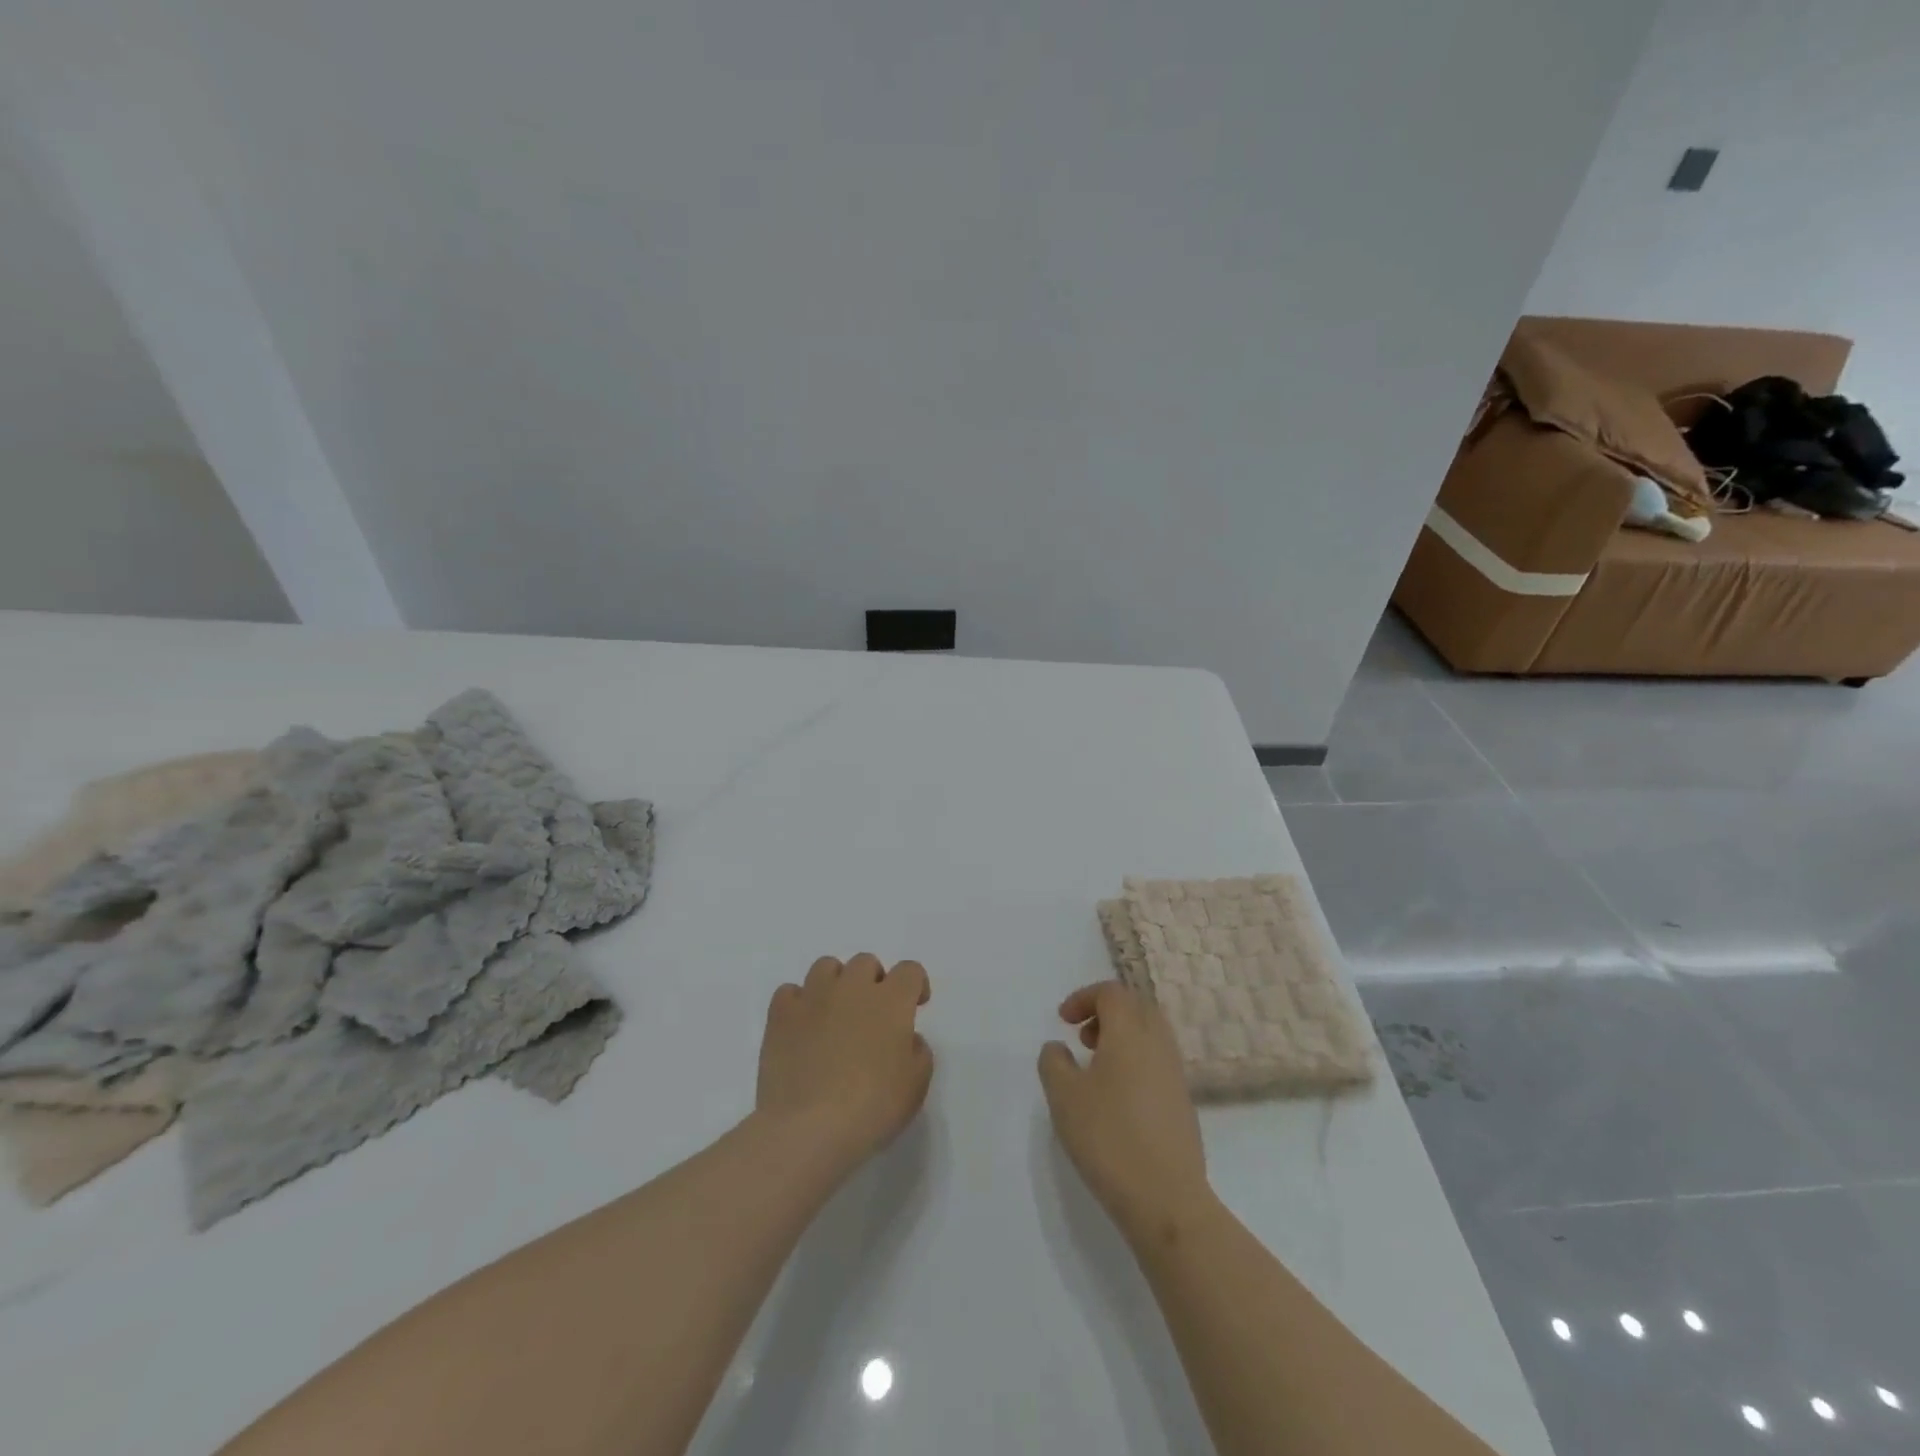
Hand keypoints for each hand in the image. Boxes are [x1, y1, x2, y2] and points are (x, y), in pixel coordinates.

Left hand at [756, 954, 933, 1181]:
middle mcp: (852, 987)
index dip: (916, 984)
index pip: (909, 970)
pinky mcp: (780, 1015)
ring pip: (826, 966)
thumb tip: (906, 1039)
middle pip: (866, 963)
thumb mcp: (916, 1085)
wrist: (809, 1128)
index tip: (915, 1006)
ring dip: (836, 984)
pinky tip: (802, 1026)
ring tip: (835, 1014)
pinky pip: (789, 992)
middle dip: (874, 982)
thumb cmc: (872, 1107)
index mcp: (891, 1000)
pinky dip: (798, 1003)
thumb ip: (918, 1051)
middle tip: (873, 1015)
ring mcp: (813, 997)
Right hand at [1038, 981, 1211, 1244]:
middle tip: (1082, 1038)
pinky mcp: (1183, 1102)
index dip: (1084, 998)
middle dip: (1107, 1013)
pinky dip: (1135, 1061)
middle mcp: (1158, 1044)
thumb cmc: (1108, 1138)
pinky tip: (1116, 1097)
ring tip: (1095, 1068)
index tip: (1063, 1021)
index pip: (1112, 993)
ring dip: (1122, 1037)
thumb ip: (1054, 1063)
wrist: (1166, 1199)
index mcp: (1130, 1034)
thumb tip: (1058, 1048)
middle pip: (1136, 1007)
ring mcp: (1175, 1074)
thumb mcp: (1064, 1097)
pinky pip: (1158, 1061)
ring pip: (1150, 1034)